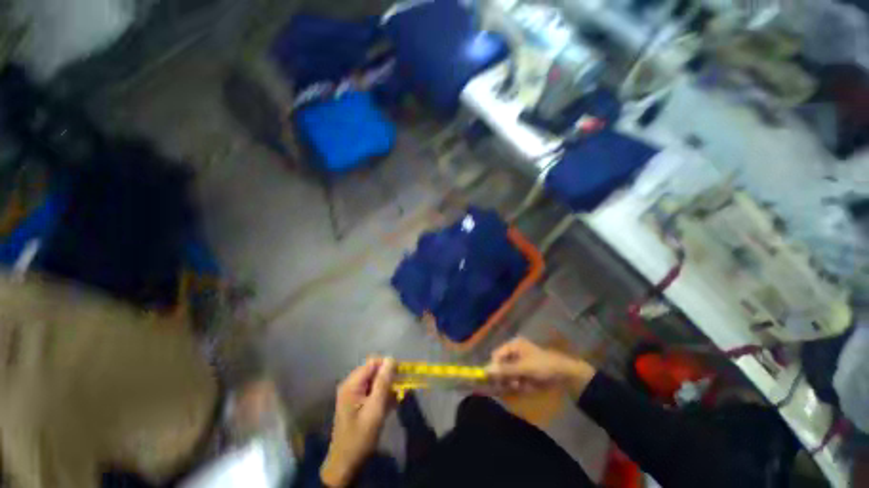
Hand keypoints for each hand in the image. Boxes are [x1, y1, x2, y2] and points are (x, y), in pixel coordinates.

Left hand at [321, 357, 396, 487]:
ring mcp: (354, 394)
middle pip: (374, 371)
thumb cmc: (360, 437)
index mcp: (352, 384)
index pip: (373, 362)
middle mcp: (352, 385)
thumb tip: (391, 359)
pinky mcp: (358, 403)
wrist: (346, 465)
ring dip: (388, 388)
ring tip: (396, 399)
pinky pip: (373, 391)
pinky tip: (391, 405)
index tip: (401, 375)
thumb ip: (383, 383)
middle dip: (389, 378)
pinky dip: (383, 396)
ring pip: (376, 381)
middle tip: (400, 390)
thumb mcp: (375, 409)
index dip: (388, 366)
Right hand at [485, 337, 595, 399]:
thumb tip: (485, 371)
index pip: (496, 356)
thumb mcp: (523, 368)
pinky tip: (527, 387)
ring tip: (521, 386)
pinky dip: (519, 385)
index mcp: (513, 345)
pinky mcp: (524, 373)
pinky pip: (515, 380)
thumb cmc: (543, 366)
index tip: (495, 380)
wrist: (565, 375)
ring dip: (512, 382)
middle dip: (505, 377)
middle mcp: (514, 352)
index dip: (495, 367)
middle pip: (501, 365)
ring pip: (507, 375)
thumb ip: (505, 370)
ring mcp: (519, 363)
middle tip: (512, 384)